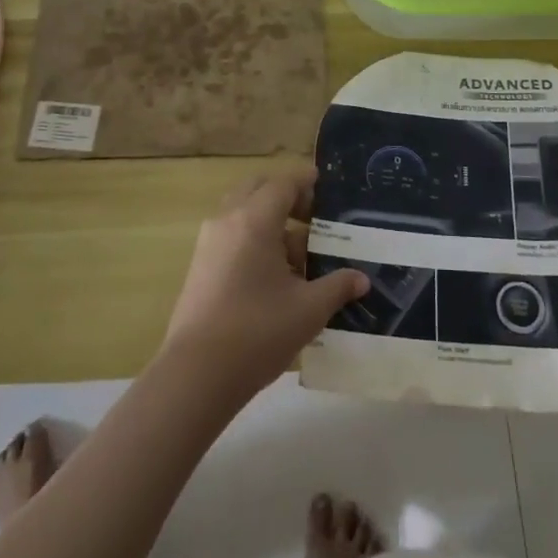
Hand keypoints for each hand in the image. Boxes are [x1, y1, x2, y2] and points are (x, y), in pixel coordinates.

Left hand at [160, 166, 369, 401]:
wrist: (197, 375)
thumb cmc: (258, 332)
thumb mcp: (308, 309)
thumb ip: (337, 287)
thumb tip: (361, 279)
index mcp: (254, 220)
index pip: (283, 184)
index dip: (306, 182)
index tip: (325, 186)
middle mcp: (227, 221)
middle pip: (258, 190)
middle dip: (286, 197)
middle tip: (313, 218)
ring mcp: (209, 244)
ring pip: (243, 214)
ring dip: (271, 223)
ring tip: (300, 257)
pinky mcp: (200, 267)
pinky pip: (232, 237)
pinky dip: (254, 241)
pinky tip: (276, 278)